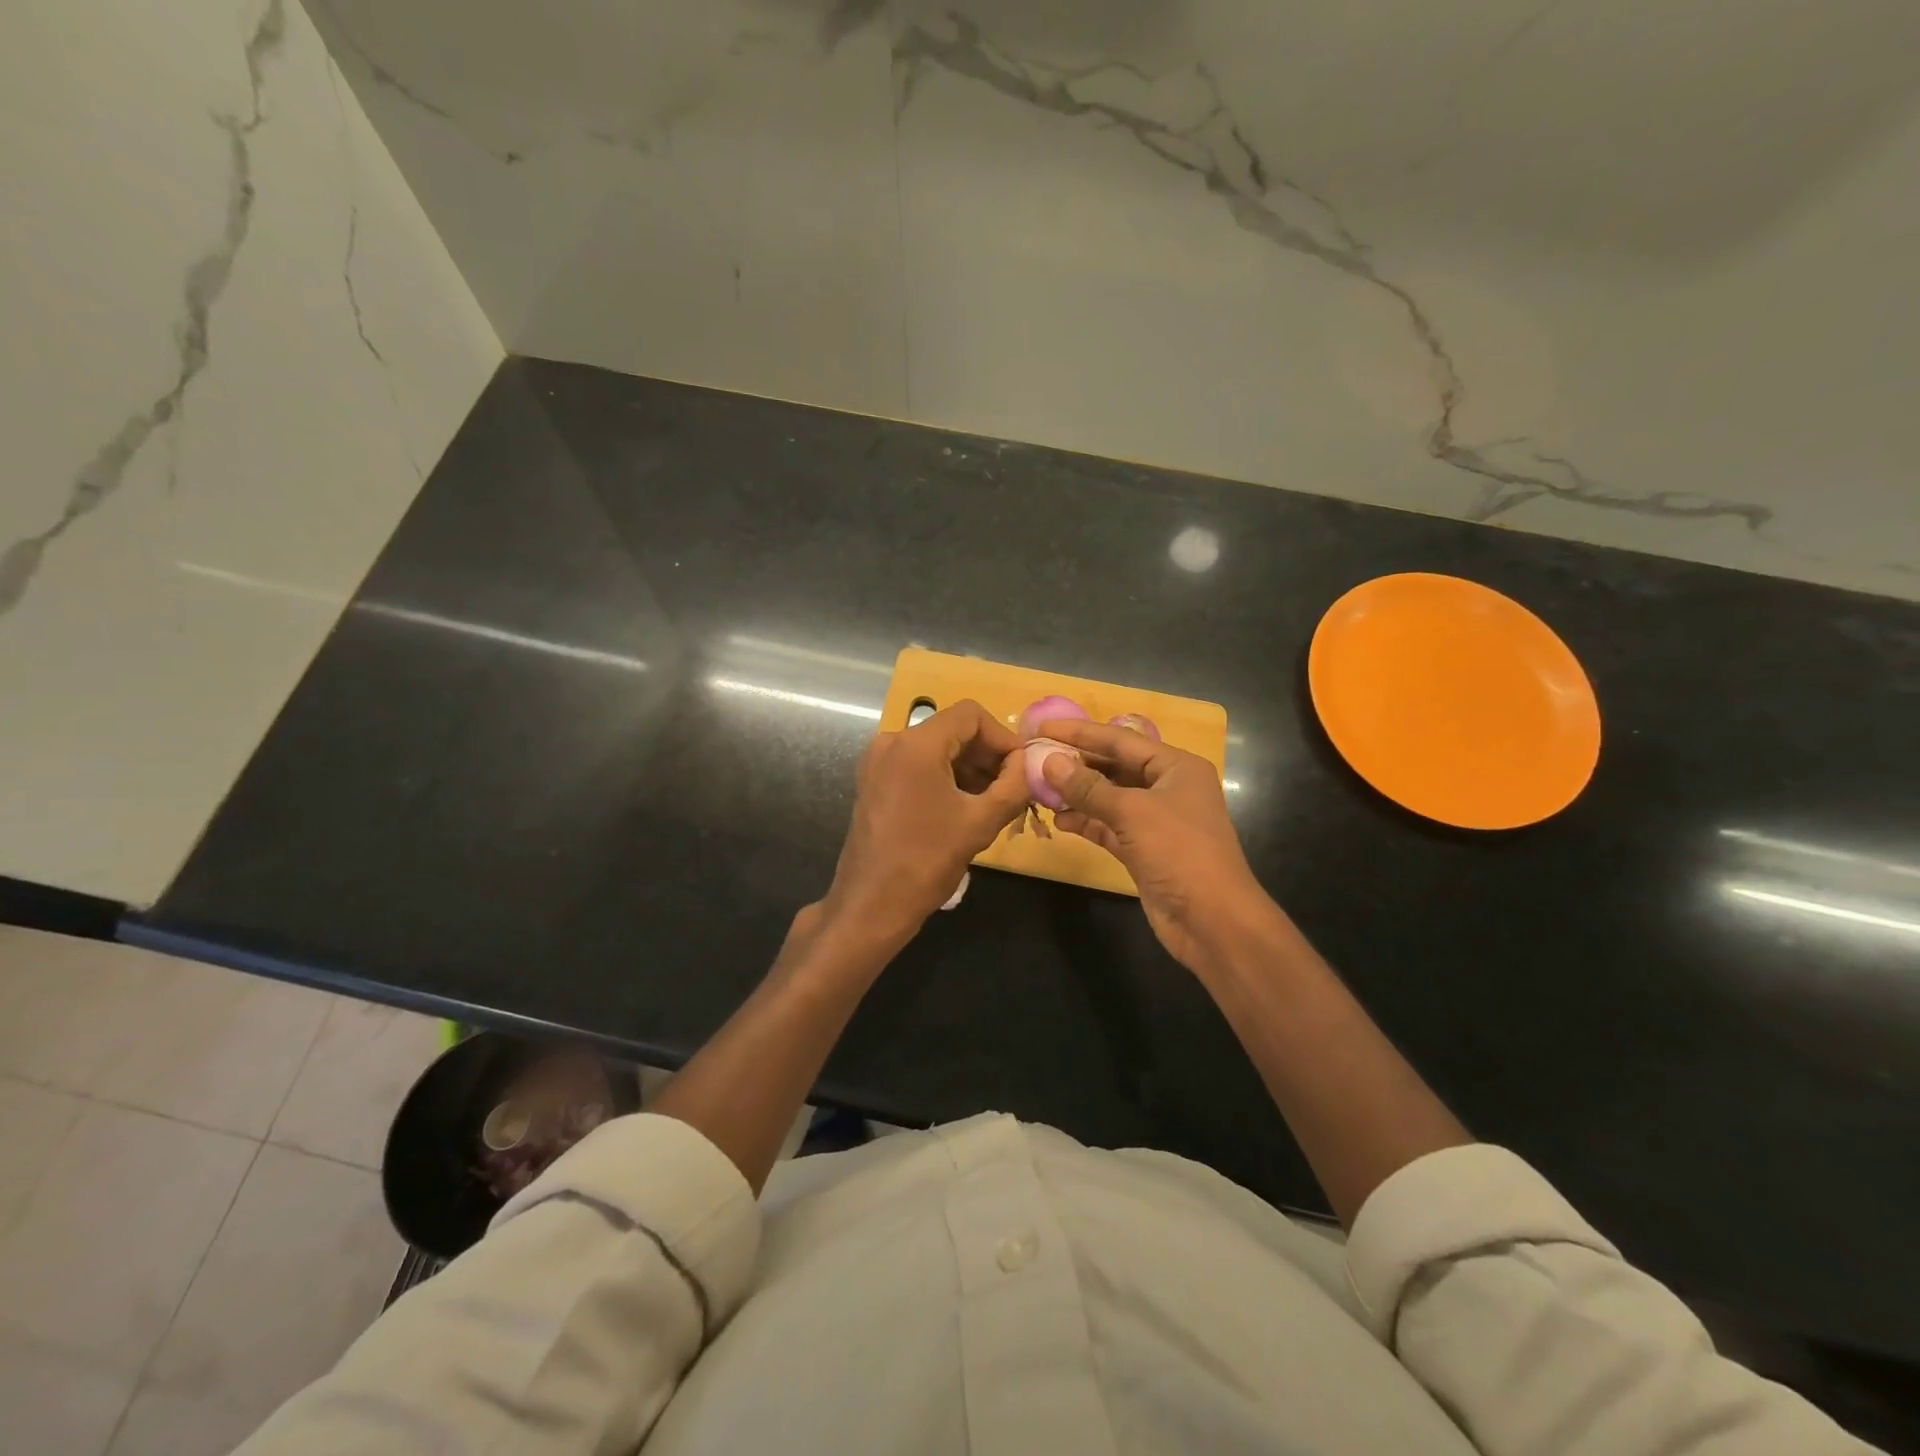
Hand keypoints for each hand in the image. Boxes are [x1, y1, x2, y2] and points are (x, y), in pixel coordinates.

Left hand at [821, 699, 1029, 948]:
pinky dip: (945, 778)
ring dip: (968, 769)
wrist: (871, 905)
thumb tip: (1026, 763)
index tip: (1020, 769)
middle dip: (986, 755)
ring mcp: (878, 763)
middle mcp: (892, 742)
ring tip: (992, 803)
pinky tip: (964, 809)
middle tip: (1011, 789)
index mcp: (916, 744)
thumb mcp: (980, 823)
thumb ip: (1013, 785)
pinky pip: (918, 766)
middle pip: (952, 730)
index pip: (971, 715)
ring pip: (936, 749)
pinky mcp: (874, 783)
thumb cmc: (927, 861)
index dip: (1002, 737)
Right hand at [1040, 718, 1279, 975]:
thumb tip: (1050, 762)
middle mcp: (1167, 788)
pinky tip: (1059, 820)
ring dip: (1077, 795)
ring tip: (1040, 791)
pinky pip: (1109, 826)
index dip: (1080, 733)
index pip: (1120, 740)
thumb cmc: (1179, 852)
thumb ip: (1088, 787)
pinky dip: (1086, 822)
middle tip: (1036, 759)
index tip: (1043, 729)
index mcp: (1176, 767)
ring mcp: (1156, 821)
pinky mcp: (1144, 850)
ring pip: (1109, 798)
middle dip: (1077, 764)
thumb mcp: (1132, 812)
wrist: (1212, 920)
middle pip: (1114, 767)